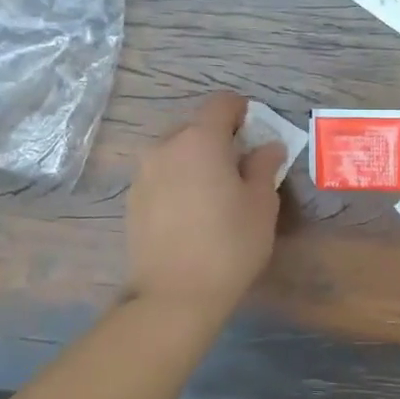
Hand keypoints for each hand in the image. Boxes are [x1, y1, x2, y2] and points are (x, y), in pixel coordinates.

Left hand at [125, 93, 284, 317]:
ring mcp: (143, 173)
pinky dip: (179, 180)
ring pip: (175, 151)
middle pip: (195, 126)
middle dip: (218, 138)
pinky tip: (193, 212)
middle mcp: (165, 147)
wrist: (174, 295)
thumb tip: (267, 147)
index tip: (256, 129)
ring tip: (215, 192)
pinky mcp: (132, 200)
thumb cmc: (229, 245)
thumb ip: (264, 166)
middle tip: (239, 167)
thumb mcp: (261, 205)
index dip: (241, 110)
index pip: (221, 104)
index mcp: (200, 140)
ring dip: (196, 160)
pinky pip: (161, 175)